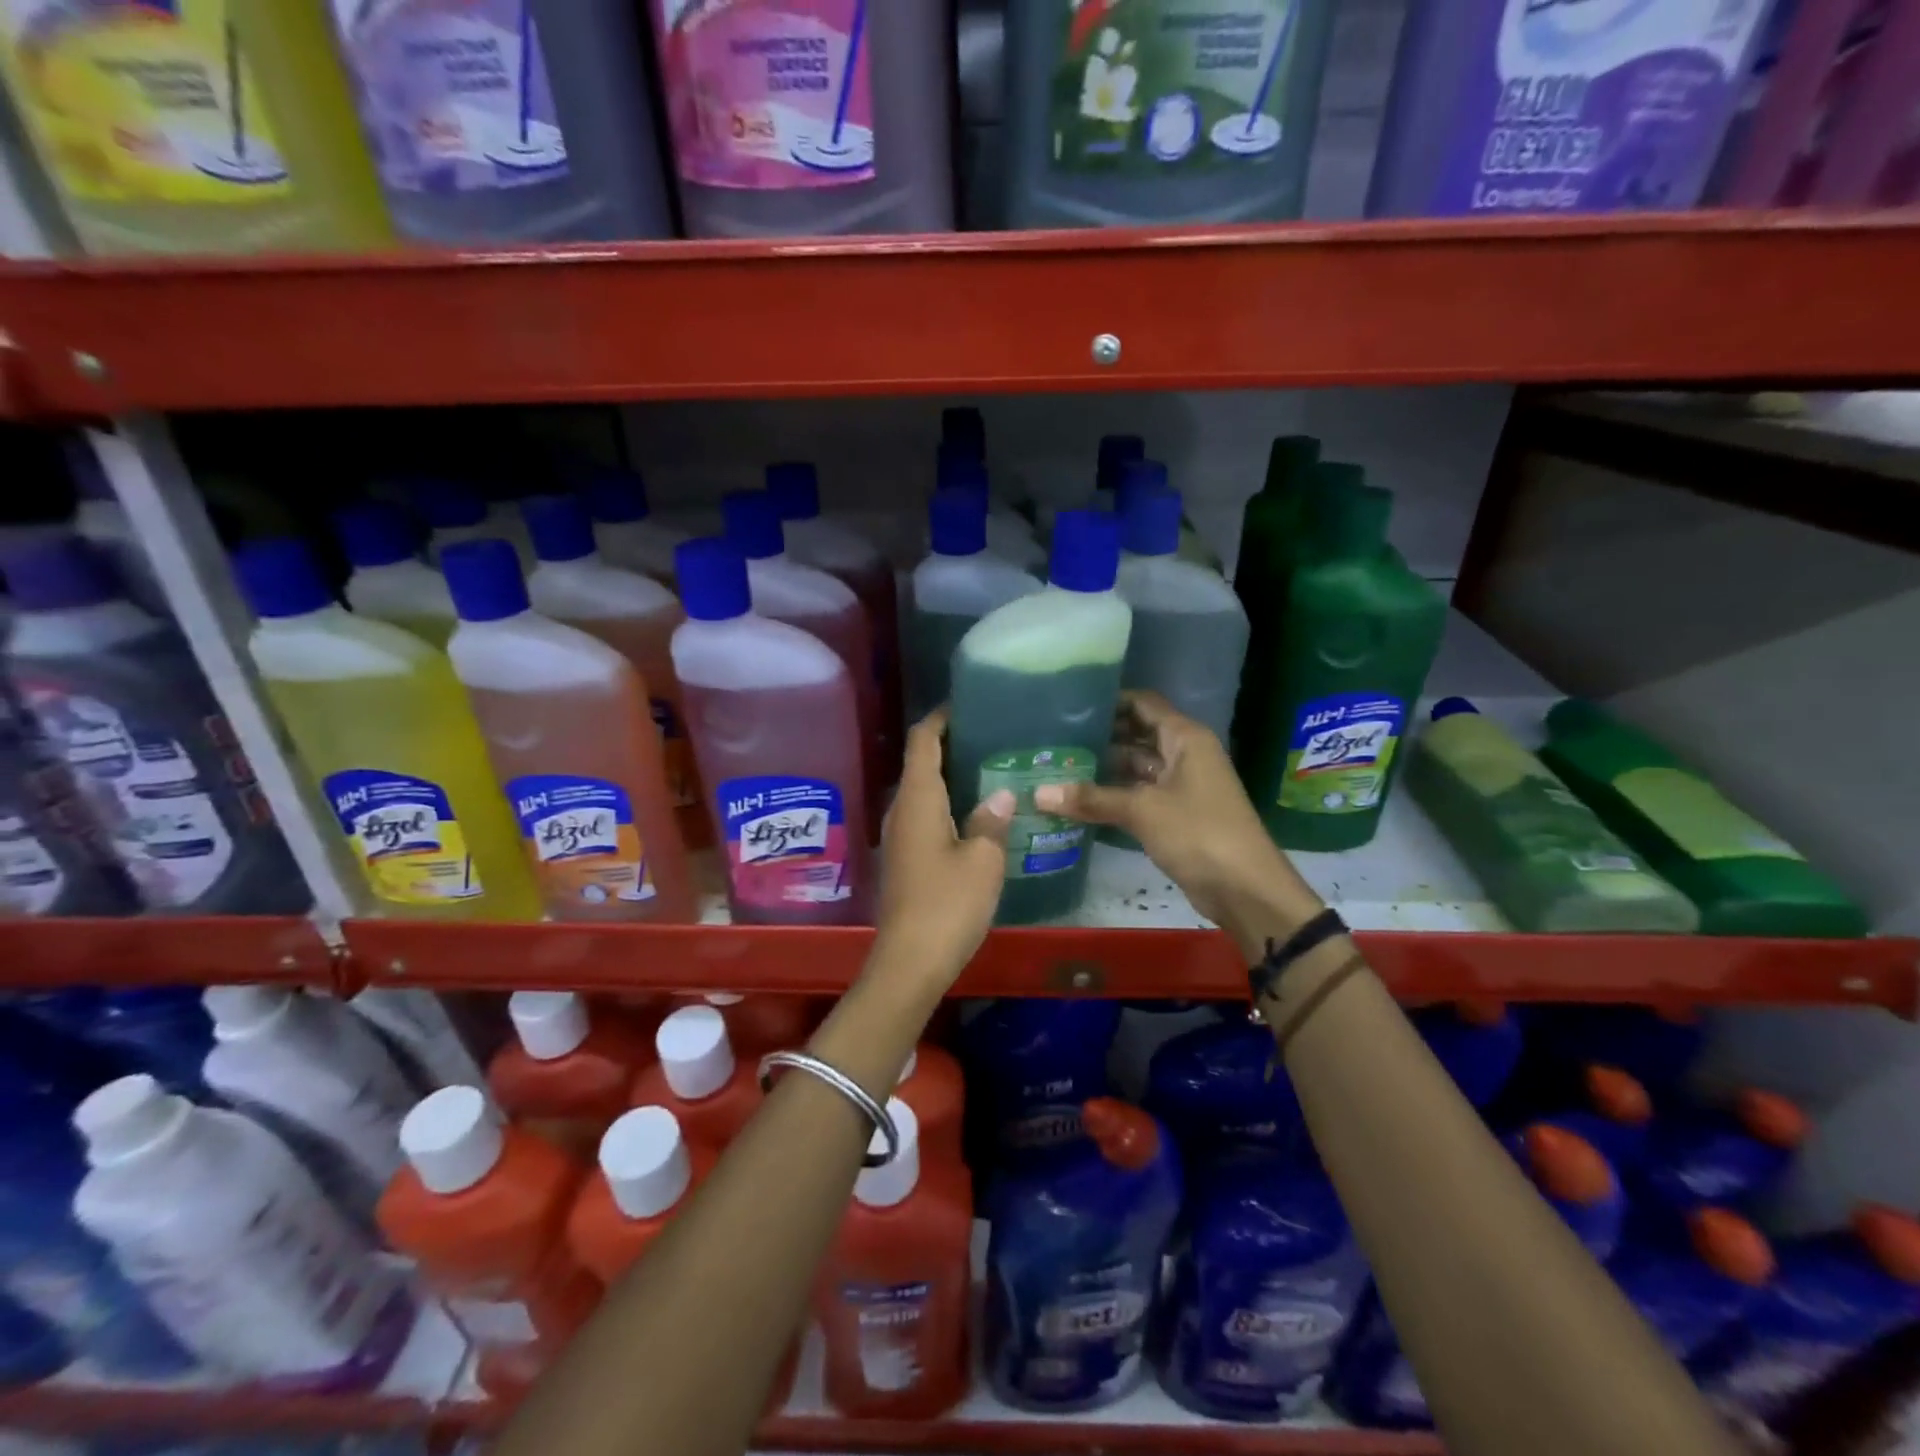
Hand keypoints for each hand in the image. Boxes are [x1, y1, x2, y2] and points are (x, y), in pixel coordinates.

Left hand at [873, 708, 1013, 987]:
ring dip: (950, 777)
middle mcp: (901, 811)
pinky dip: (947, 804)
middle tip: (992, 737)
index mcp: (917, 799)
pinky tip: (976, 814)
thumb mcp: (983, 860)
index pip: (922, 741)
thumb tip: (1001, 794)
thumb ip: (991, 820)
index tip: (966, 704)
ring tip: (991, 770)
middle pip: (920, 763)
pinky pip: (924, 816)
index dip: (940, 718)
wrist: (910, 962)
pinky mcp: (904, 860)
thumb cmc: (948, 904)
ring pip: (923, 792)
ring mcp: (899, 837)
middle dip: (951, 745)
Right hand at [1034, 692, 1318, 937]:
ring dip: (1103, 768)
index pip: (1143, 704)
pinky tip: (1078, 800)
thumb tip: (1038, 794)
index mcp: (1185, 738)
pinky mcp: (1175, 815)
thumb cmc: (1199, 833)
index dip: (1109, 701)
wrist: (1245, 889)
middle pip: (1137, 734)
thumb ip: (1092, 799)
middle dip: (1100, 737)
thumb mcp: (1143, 811)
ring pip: (1136, 767)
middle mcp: (1184, 755)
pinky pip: (1138, 795)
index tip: (1068, 706)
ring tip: (1058, 766)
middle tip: (1054, 738)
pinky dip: (1113, 796)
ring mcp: (1180, 786)